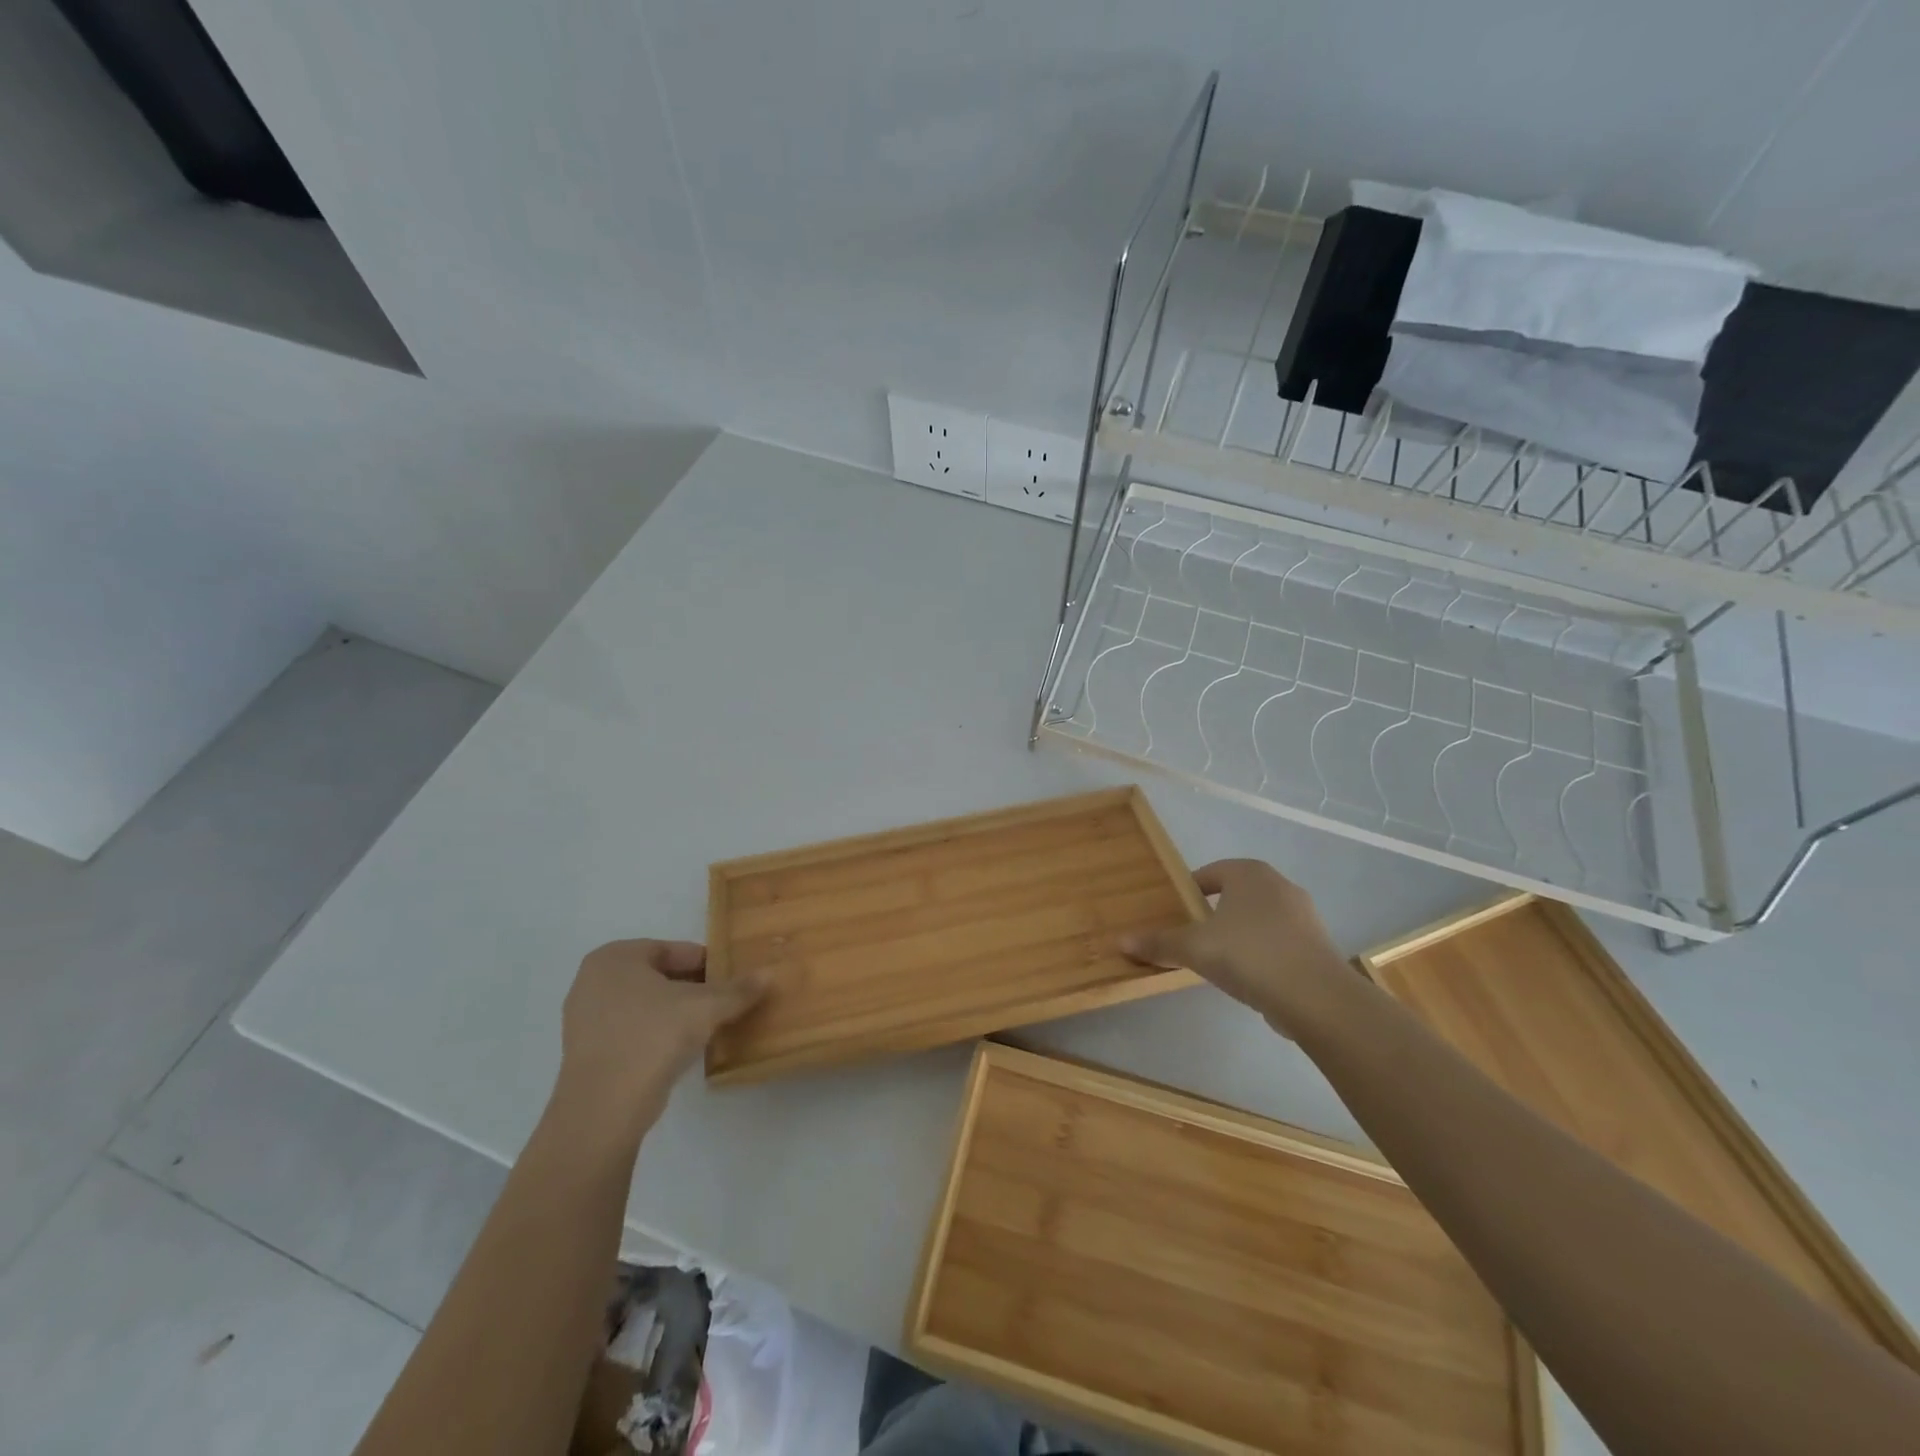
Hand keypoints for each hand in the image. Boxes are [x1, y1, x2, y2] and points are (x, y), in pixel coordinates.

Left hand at [555, 941, 768, 1130]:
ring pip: (644, 1004)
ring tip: (706, 1025)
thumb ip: (738, 989)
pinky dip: (656, 1033)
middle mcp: (592, 980)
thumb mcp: (705, 1007)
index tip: (730, 979)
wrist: (604, 1109)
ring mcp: (584, 1018)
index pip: (672, 950)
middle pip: (658, 976)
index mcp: (615, 957)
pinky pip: (631, 1030)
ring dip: (675, 1012)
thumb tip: (769, 974)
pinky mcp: (586, 1052)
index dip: (706, 963)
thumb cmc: (653, 1037)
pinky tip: (680, 1049)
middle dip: (691, 987)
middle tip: (723, 1001)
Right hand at [1120, 859, 1354, 1035]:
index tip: (1175, 912)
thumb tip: (1121, 941)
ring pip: (1259, 919)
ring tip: (1218, 959)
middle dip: (1214, 913)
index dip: (1190, 890)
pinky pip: (1278, 942)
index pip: (1212, 872)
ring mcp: (1304, 916)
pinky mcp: (1317, 947)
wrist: (1316, 997)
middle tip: (1191, 936)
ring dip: (1239, 934)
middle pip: (1237, 894)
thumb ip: (1159, 943)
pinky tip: (1248, 977)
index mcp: (1249, 873)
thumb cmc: (1249, 955)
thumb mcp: (1194, 948)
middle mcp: (1280, 886)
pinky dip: (1261, 954)